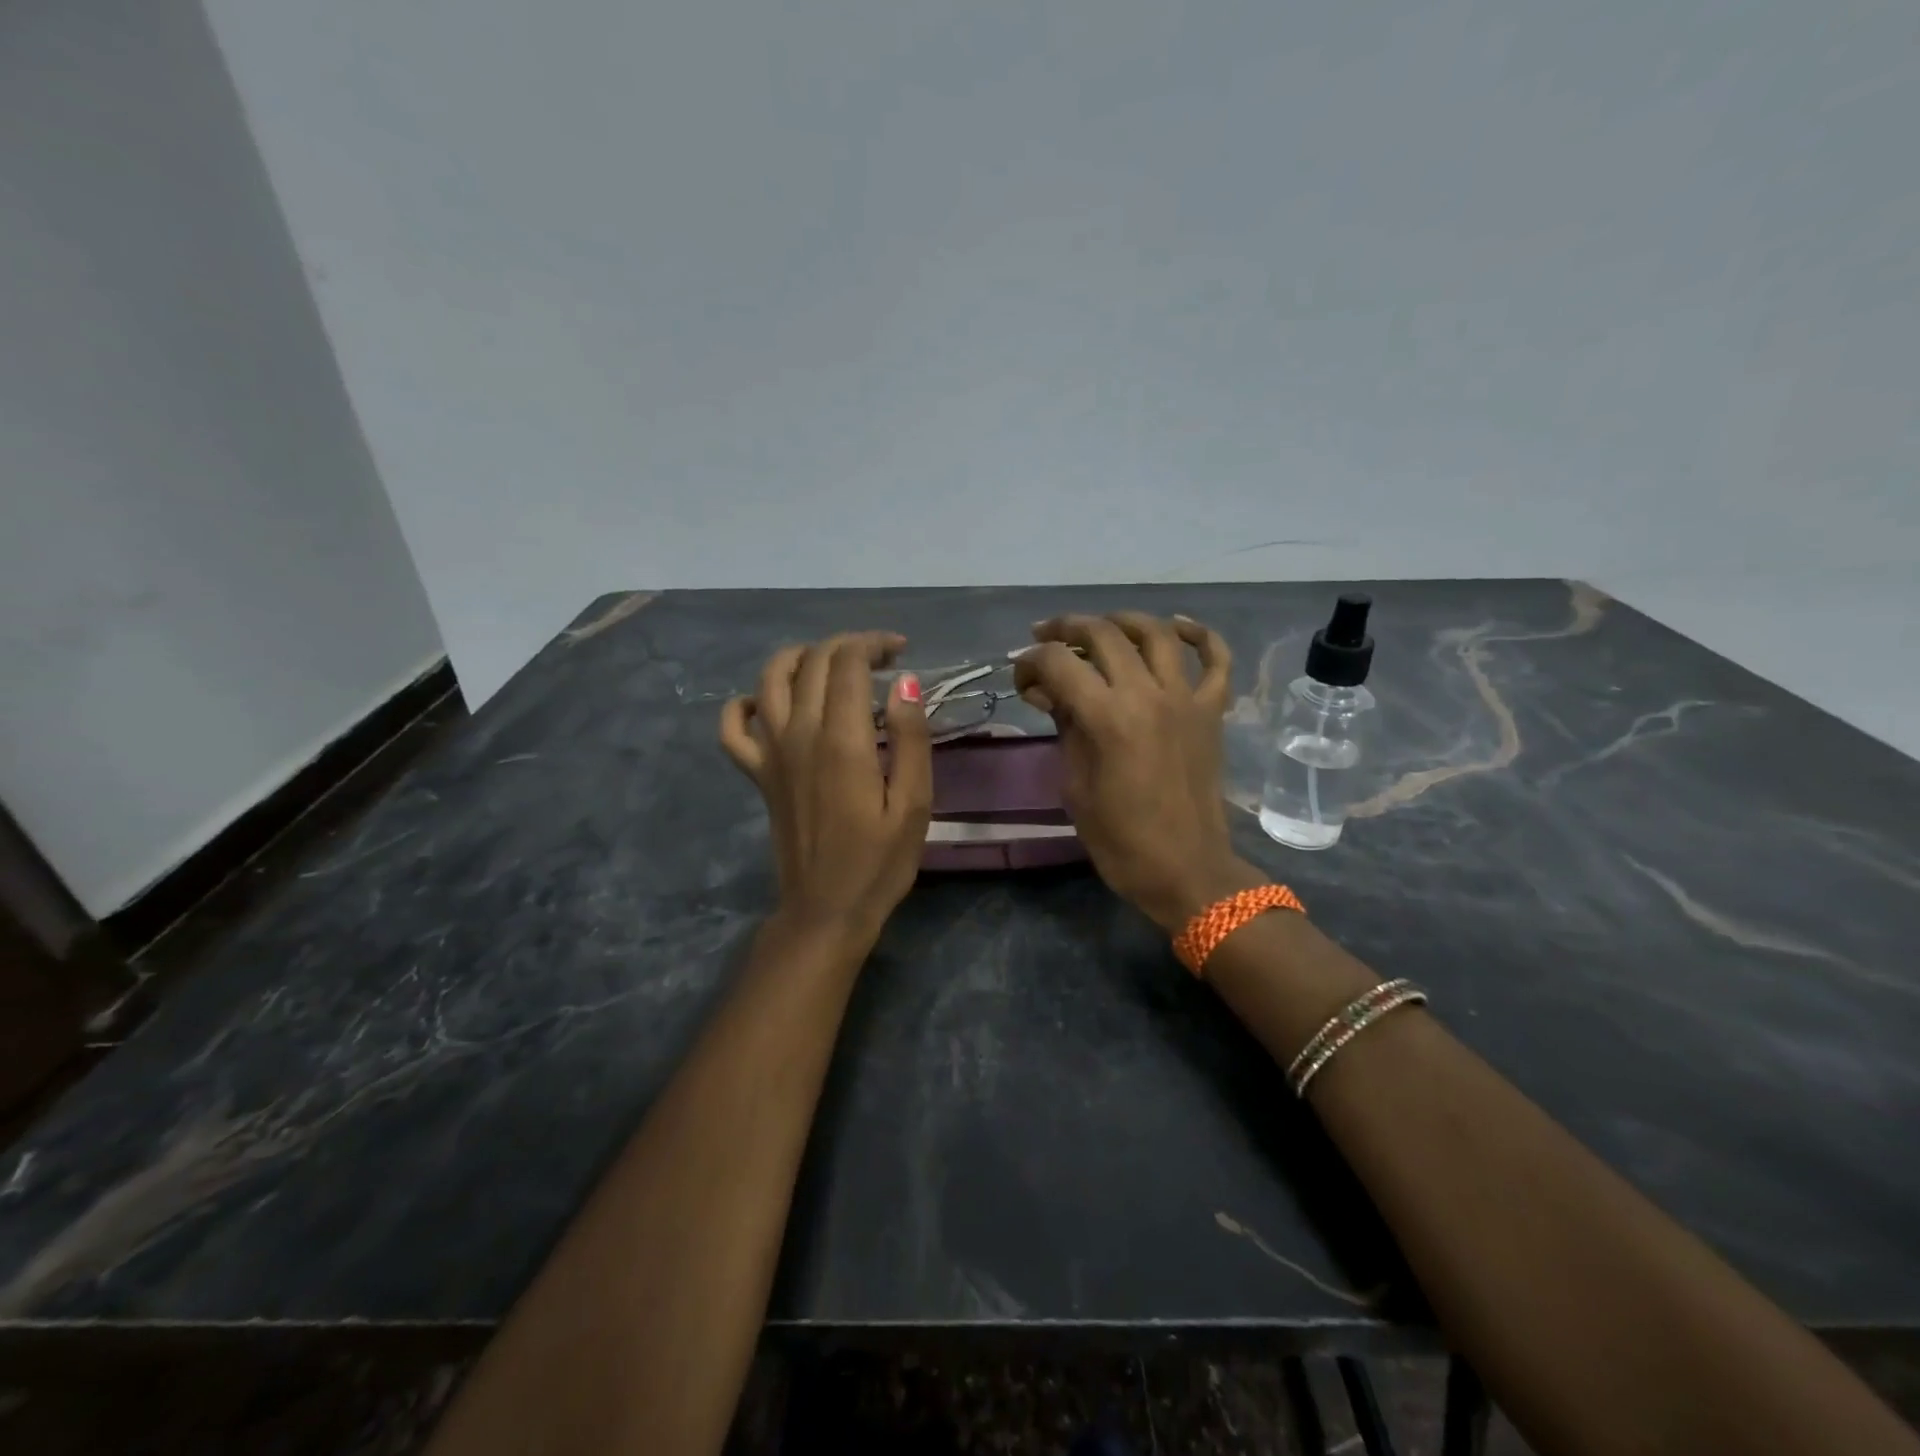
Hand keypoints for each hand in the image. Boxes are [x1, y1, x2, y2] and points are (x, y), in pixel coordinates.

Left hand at [719, 632, 933, 946]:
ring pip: (770, 679)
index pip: (848, 663)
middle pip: (813, 662)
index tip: (902, 651)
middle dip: (848, 645)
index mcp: (842, 740)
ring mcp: (771, 753)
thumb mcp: (914, 804)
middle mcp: (799, 734)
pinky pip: (733, 727)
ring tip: (830, 664)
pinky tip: (769, 704)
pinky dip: (745, 704)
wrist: (826, 910)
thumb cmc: (879, 862)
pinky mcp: (758, 774)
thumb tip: (904, 682)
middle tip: (881, 657)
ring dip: (801, 657)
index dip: (874, 644)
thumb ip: (912, 738)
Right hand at [1014, 612, 1264, 931]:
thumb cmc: (1120, 840)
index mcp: (1108, 718)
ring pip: (1156, 634)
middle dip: (1066, 629)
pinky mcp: (1212, 712)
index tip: (1020, 678)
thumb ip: (1064, 728)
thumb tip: (1048, 692)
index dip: (1031, 662)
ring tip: (1100, 626)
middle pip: (1103, 635)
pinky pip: (1216, 660)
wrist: (1186, 870)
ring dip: (1122, 620)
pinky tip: (1176, 626)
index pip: (1059, 663)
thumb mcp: (1075, 786)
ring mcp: (1186, 699)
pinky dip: (1199, 635)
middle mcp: (1148, 695)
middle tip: (1045, 638)